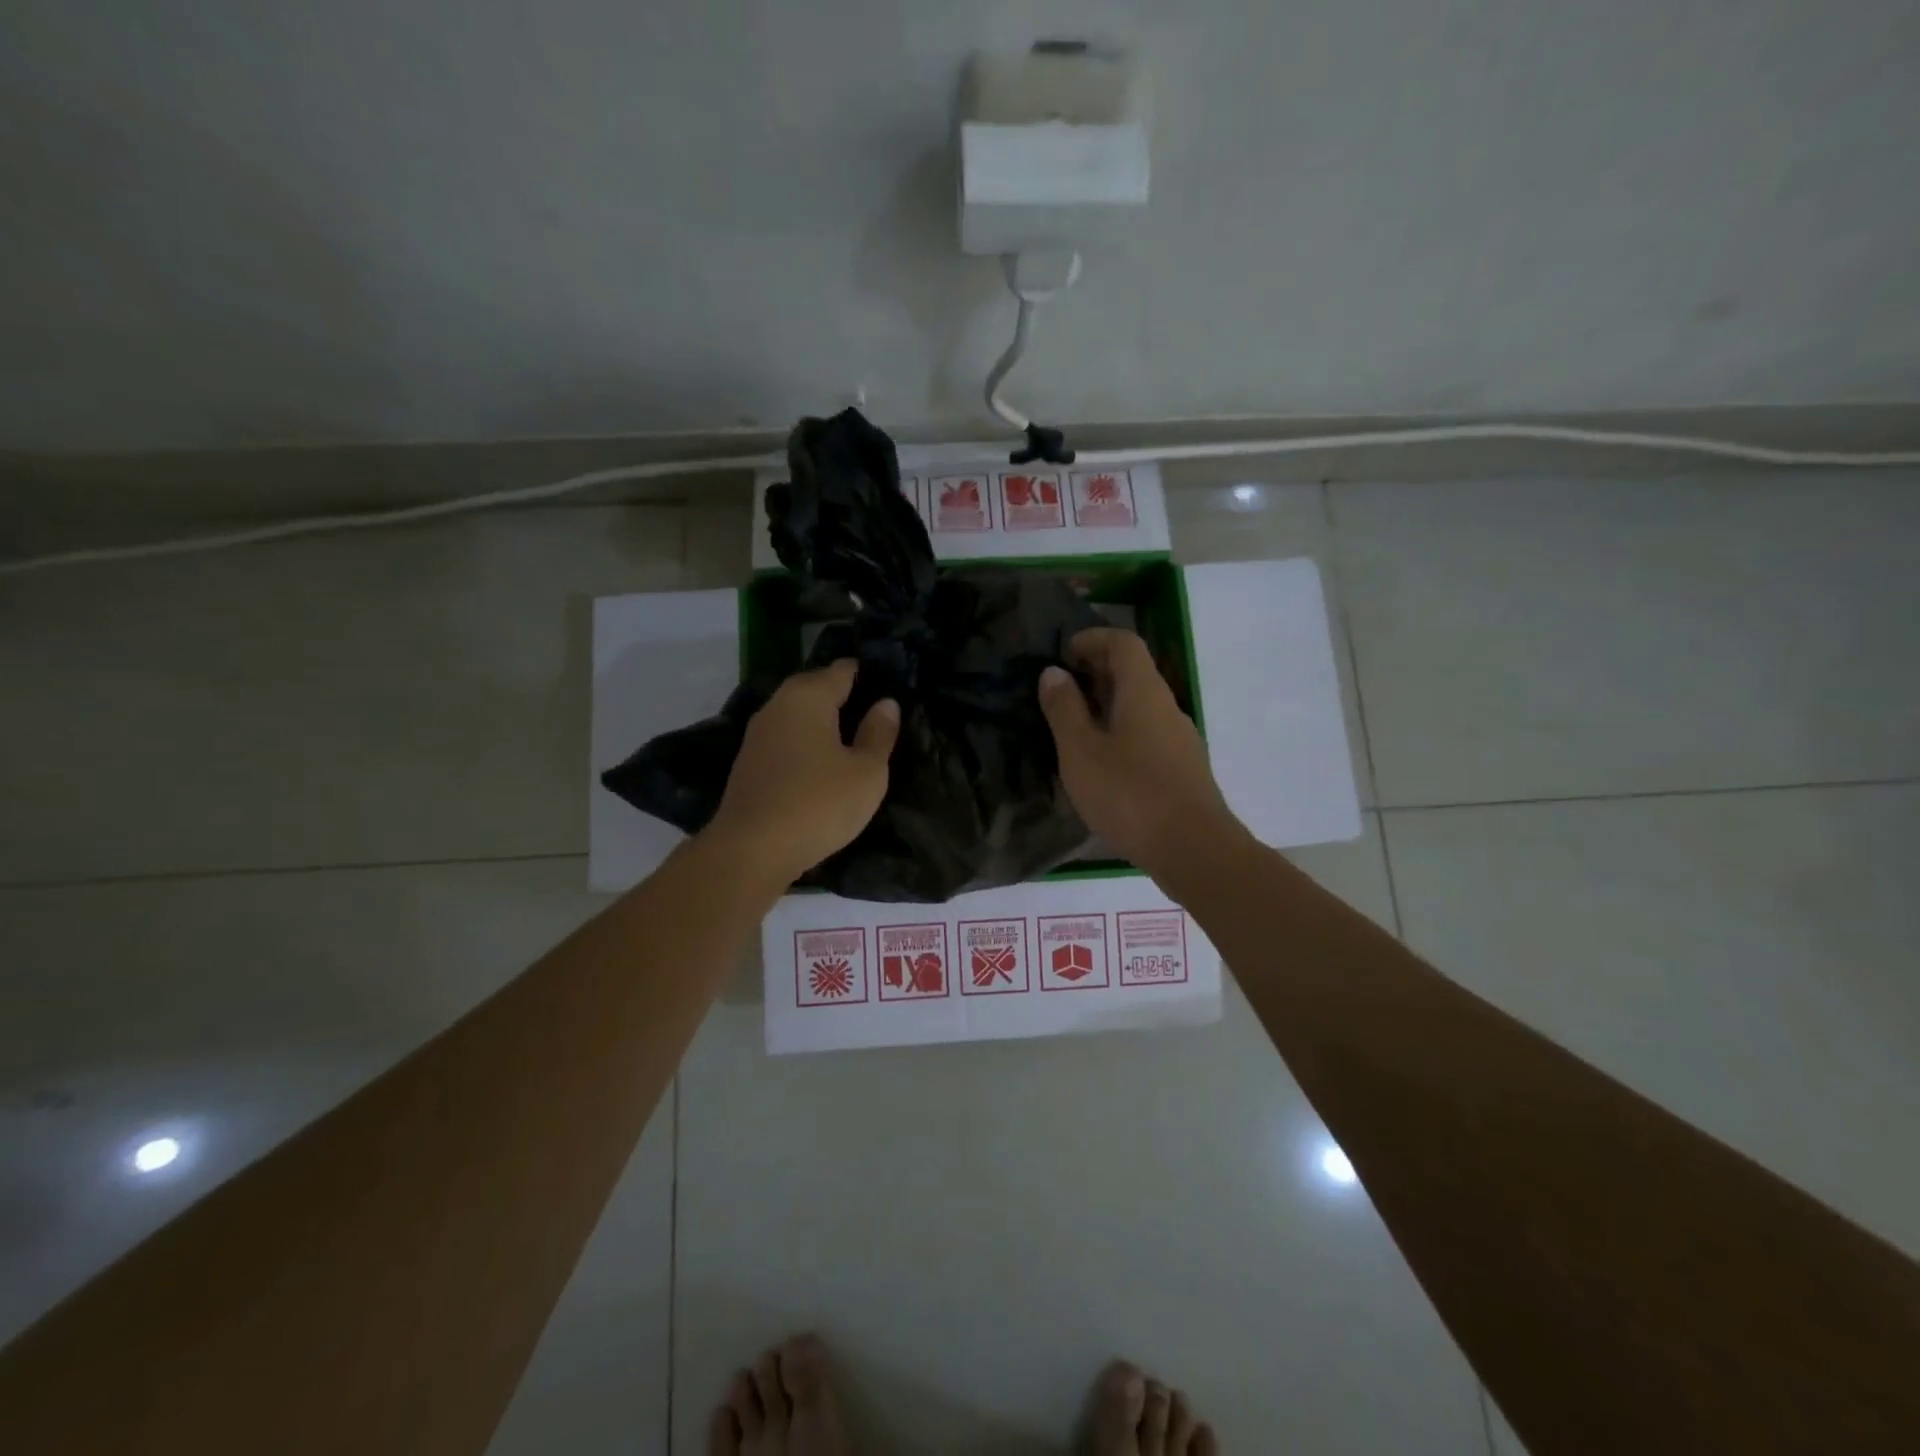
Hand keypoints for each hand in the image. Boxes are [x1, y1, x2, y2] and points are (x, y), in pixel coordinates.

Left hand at [703, 659, 899, 886]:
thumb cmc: (818, 804)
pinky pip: (786, 738)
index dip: (868, 674)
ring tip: (853, 740)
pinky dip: (806, 742)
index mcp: (808, 696)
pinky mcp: (749, 762)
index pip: (842, 670)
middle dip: (844, 696)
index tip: (890, 687)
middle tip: (876, 715)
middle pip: (816, 687)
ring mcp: (758, 734)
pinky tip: (822, 763)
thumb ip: (878, 734)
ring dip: (823, 721)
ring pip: (798, 714)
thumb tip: (886, 703)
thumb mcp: (866, 772)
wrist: (751, 850)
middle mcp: (778, 705)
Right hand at [1037, 627, 1244, 880]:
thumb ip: (1064, 709)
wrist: (1193, 849)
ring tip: (1074, 727)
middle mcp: (1167, 707)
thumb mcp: (1081, 752)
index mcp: (1143, 692)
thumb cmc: (1130, 794)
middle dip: (1096, 672)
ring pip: (1141, 705)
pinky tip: (1102, 763)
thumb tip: (1053, 673)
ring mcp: (1180, 739)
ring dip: (1108, 705)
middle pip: (1134, 672)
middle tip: (1060, 690)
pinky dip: (1121, 731)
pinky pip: (1148, 733)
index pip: (1124, 642)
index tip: (1064, 653)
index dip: (1093, 639)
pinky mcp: (1183, 769)